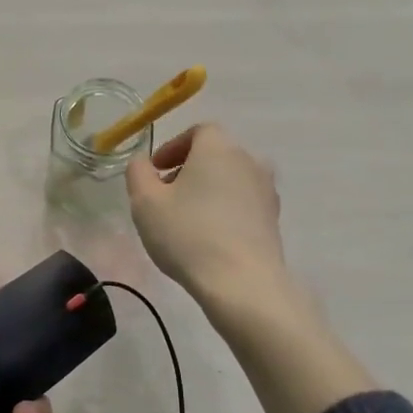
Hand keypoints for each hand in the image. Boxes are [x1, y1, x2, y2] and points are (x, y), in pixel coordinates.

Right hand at [126, 123, 287, 303]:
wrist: (242, 281)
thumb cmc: (187, 234)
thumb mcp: (145, 202)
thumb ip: (138, 173)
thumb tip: (142, 162)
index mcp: (217, 147)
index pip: (198, 131)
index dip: (174, 146)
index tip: (156, 169)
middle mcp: (248, 160)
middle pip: (216, 155)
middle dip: (189, 169)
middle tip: (166, 195)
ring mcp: (266, 190)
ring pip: (231, 179)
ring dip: (208, 190)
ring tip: (187, 218)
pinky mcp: (274, 218)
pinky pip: (243, 203)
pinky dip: (225, 209)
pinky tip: (209, 236)